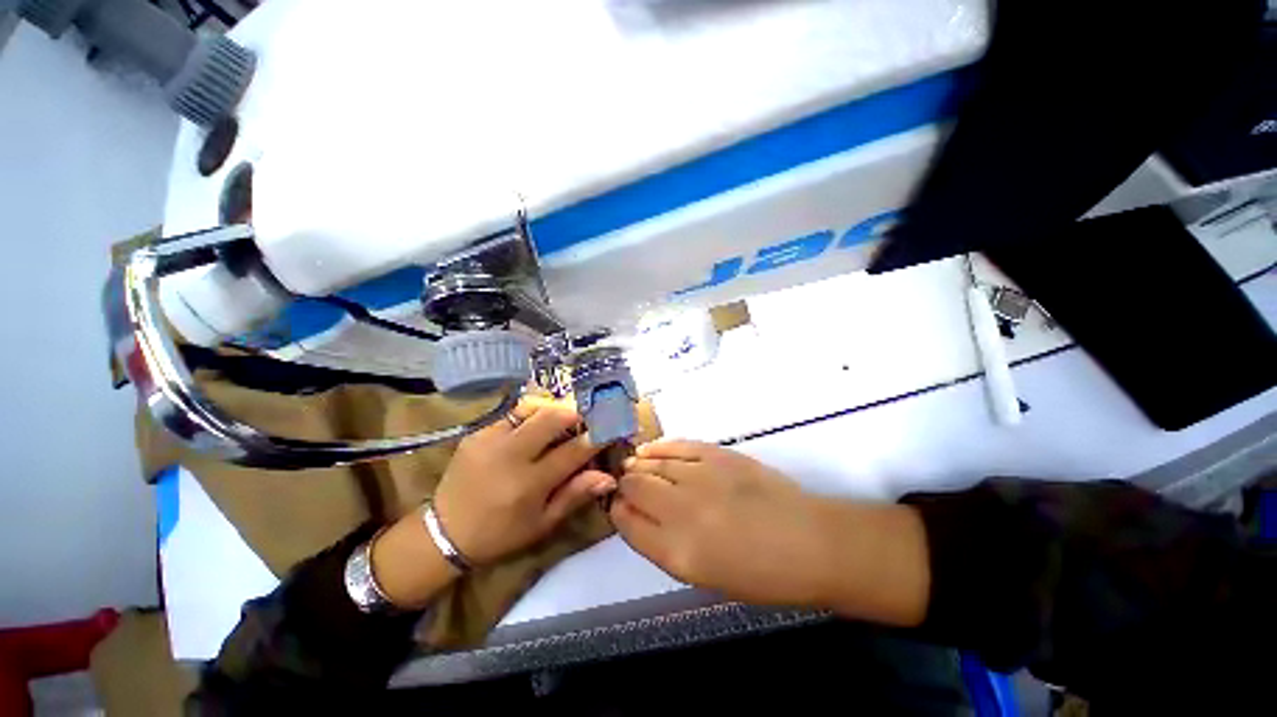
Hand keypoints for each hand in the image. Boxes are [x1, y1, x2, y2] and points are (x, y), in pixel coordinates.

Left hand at [434, 402, 615, 564]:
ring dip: (553, 409)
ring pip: (531, 407)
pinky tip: (535, 426)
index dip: (597, 437)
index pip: (573, 450)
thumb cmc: (500, 534)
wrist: (444, 532)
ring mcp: (490, 439)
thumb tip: (609, 477)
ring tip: (563, 418)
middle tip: (587, 418)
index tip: (612, 428)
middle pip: (552, 417)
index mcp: (529, 484)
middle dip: (576, 412)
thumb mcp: (542, 524)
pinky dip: (531, 414)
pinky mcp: (477, 432)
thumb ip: (575, 495)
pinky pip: (512, 413)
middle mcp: (510, 455)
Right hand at [612, 441, 929, 624]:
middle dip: (624, 483)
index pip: (627, 523)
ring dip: (638, 463)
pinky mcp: (717, 454)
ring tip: (634, 463)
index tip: (618, 505)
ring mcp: (699, 477)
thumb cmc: (759, 574)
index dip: (617, 510)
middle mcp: (681, 511)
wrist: (809, 543)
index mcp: (676, 552)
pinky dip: (659, 446)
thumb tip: (639, 514)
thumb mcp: (703, 575)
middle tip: (625, 482)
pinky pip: (677, 445)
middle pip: (634, 486)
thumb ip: (664, 544)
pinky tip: (650, 448)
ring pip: (652, 462)